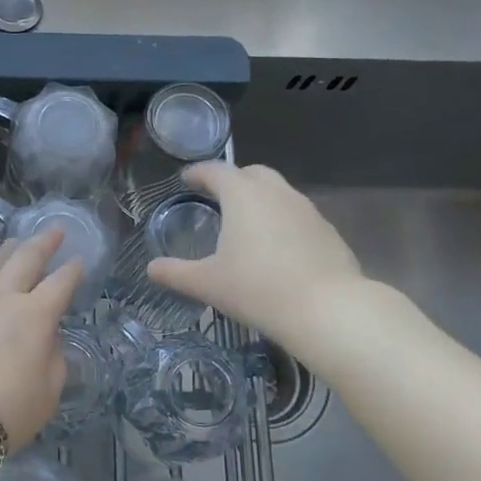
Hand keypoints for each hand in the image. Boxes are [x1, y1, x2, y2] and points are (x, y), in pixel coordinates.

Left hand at [0, 231, 83, 447]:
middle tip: (54, 230)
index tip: (79, 260)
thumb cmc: (4, 410)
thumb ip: (53, 361)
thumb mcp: (47, 394)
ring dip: (3, 252)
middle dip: (43, 243)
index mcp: (35, 315)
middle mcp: (1, 296)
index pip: (61, 284)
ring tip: (11, 244)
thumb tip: (47, 340)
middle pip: (26, 259)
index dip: (73, 271)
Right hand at [147, 162, 375, 345]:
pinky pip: (298, 215)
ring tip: (246, 223)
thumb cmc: (257, 289)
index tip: (187, 179)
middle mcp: (277, 193)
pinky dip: (282, 220)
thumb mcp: (207, 283)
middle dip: (233, 179)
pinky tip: (277, 247)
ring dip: (260, 199)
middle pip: (252, 173)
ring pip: (279, 192)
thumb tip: (152, 268)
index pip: (216, 171)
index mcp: (243, 195)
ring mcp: (307, 210)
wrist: (327, 310)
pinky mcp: (328, 231)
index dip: (198, 173)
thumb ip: (176, 273)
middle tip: (217, 197)